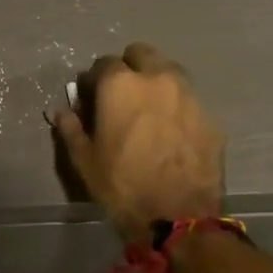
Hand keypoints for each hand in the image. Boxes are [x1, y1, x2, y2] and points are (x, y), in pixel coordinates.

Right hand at [52, 43, 224, 242]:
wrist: (180, 218)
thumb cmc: (123, 186)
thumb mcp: (85, 160)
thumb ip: (71, 128)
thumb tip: (61, 111)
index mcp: (121, 84)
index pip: (103, 63)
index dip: (95, 80)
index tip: (92, 99)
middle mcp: (157, 78)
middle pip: (141, 54)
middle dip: (129, 67)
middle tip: (122, 97)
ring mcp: (189, 95)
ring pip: (169, 72)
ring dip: (156, 82)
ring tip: (149, 111)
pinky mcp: (210, 117)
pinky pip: (189, 101)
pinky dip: (177, 107)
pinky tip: (172, 132)